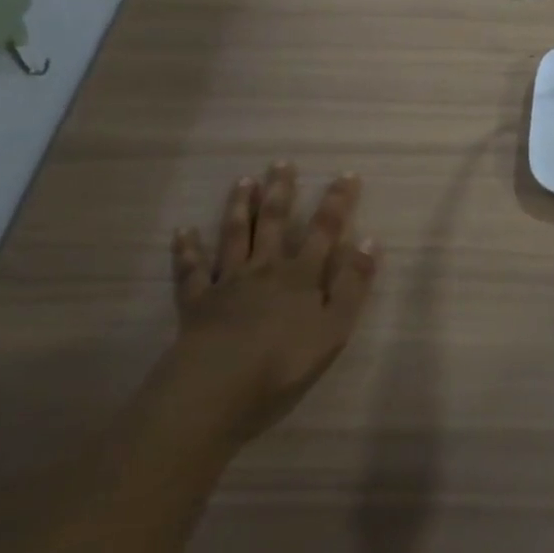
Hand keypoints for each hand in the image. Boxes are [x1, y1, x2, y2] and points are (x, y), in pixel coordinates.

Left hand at [166, 164, 378, 444]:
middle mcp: (264, 269)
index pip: (324, 230)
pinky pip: (191, 271)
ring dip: (238, 207)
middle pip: (273, 223)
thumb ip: (353, 285)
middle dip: (280, 192)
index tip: (346, 174)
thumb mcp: (334, 329)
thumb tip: (370, 240)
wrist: (215, 389)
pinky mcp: (196, 303)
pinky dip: (187, 250)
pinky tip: (183, 232)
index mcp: (300, 276)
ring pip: (234, 236)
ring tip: (243, 181)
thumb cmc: (283, 364)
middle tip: (281, 163)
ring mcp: (227, 283)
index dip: (337, 202)